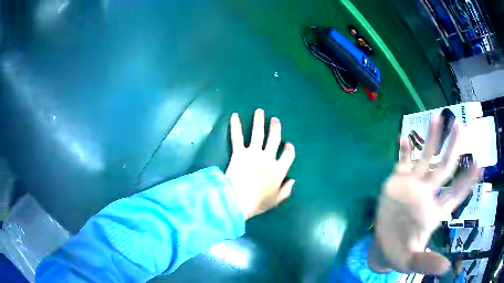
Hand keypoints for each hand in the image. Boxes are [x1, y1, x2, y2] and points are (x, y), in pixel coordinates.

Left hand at [225, 109, 295, 219]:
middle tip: (274, 120)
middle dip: (275, 128)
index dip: (289, 149)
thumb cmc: (258, 203)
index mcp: (279, 170)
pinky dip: (235, 126)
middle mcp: (268, 158)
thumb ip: (286, 190)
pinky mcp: (239, 153)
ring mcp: (253, 153)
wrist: (238, 201)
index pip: (288, 155)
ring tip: (259, 111)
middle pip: (274, 139)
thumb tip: (293, 180)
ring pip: (258, 133)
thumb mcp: (276, 200)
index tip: (288, 144)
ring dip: (259, 121)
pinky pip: (237, 137)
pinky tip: (234, 115)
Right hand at [371, 116, 482, 274]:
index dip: (466, 181)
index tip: (479, 164)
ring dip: (431, 139)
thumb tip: (446, 268)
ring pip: (425, 157)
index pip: (455, 194)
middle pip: (443, 168)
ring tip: (436, 117)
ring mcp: (412, 184)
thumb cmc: (401, 253)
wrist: (383, 246)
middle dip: (453, 148)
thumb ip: (427, 262)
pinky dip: (403, 151)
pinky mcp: (396, 181)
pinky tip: (403, 138)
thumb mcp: (412, 261)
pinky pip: (401, 162)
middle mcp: (427, 193)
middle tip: (460, 127)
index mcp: (434, 211)